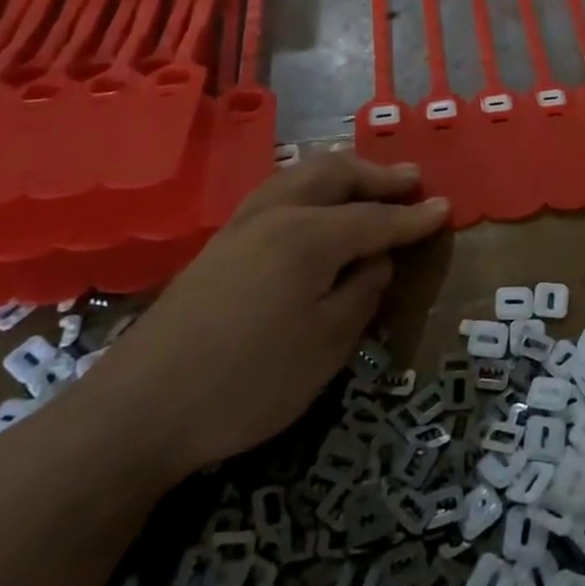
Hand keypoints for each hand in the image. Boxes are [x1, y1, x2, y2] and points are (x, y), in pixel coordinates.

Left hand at [73, 155, 448, 482]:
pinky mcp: (218, 246)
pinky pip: (276, 193)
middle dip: (376, 175)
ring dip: (341, 173)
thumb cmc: (248, 382)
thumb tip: (377, 260)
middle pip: (333, 175)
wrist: (138, 411)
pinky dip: (309, 186)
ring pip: (298, 175)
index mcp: (308, 236)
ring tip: (367, 182)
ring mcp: (240, 227)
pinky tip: (314, 206)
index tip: (446, 208)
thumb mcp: (326, 345)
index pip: (375, 219)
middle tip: (411, 181)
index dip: (414, 217)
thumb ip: (362, 292)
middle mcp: (275, 215)